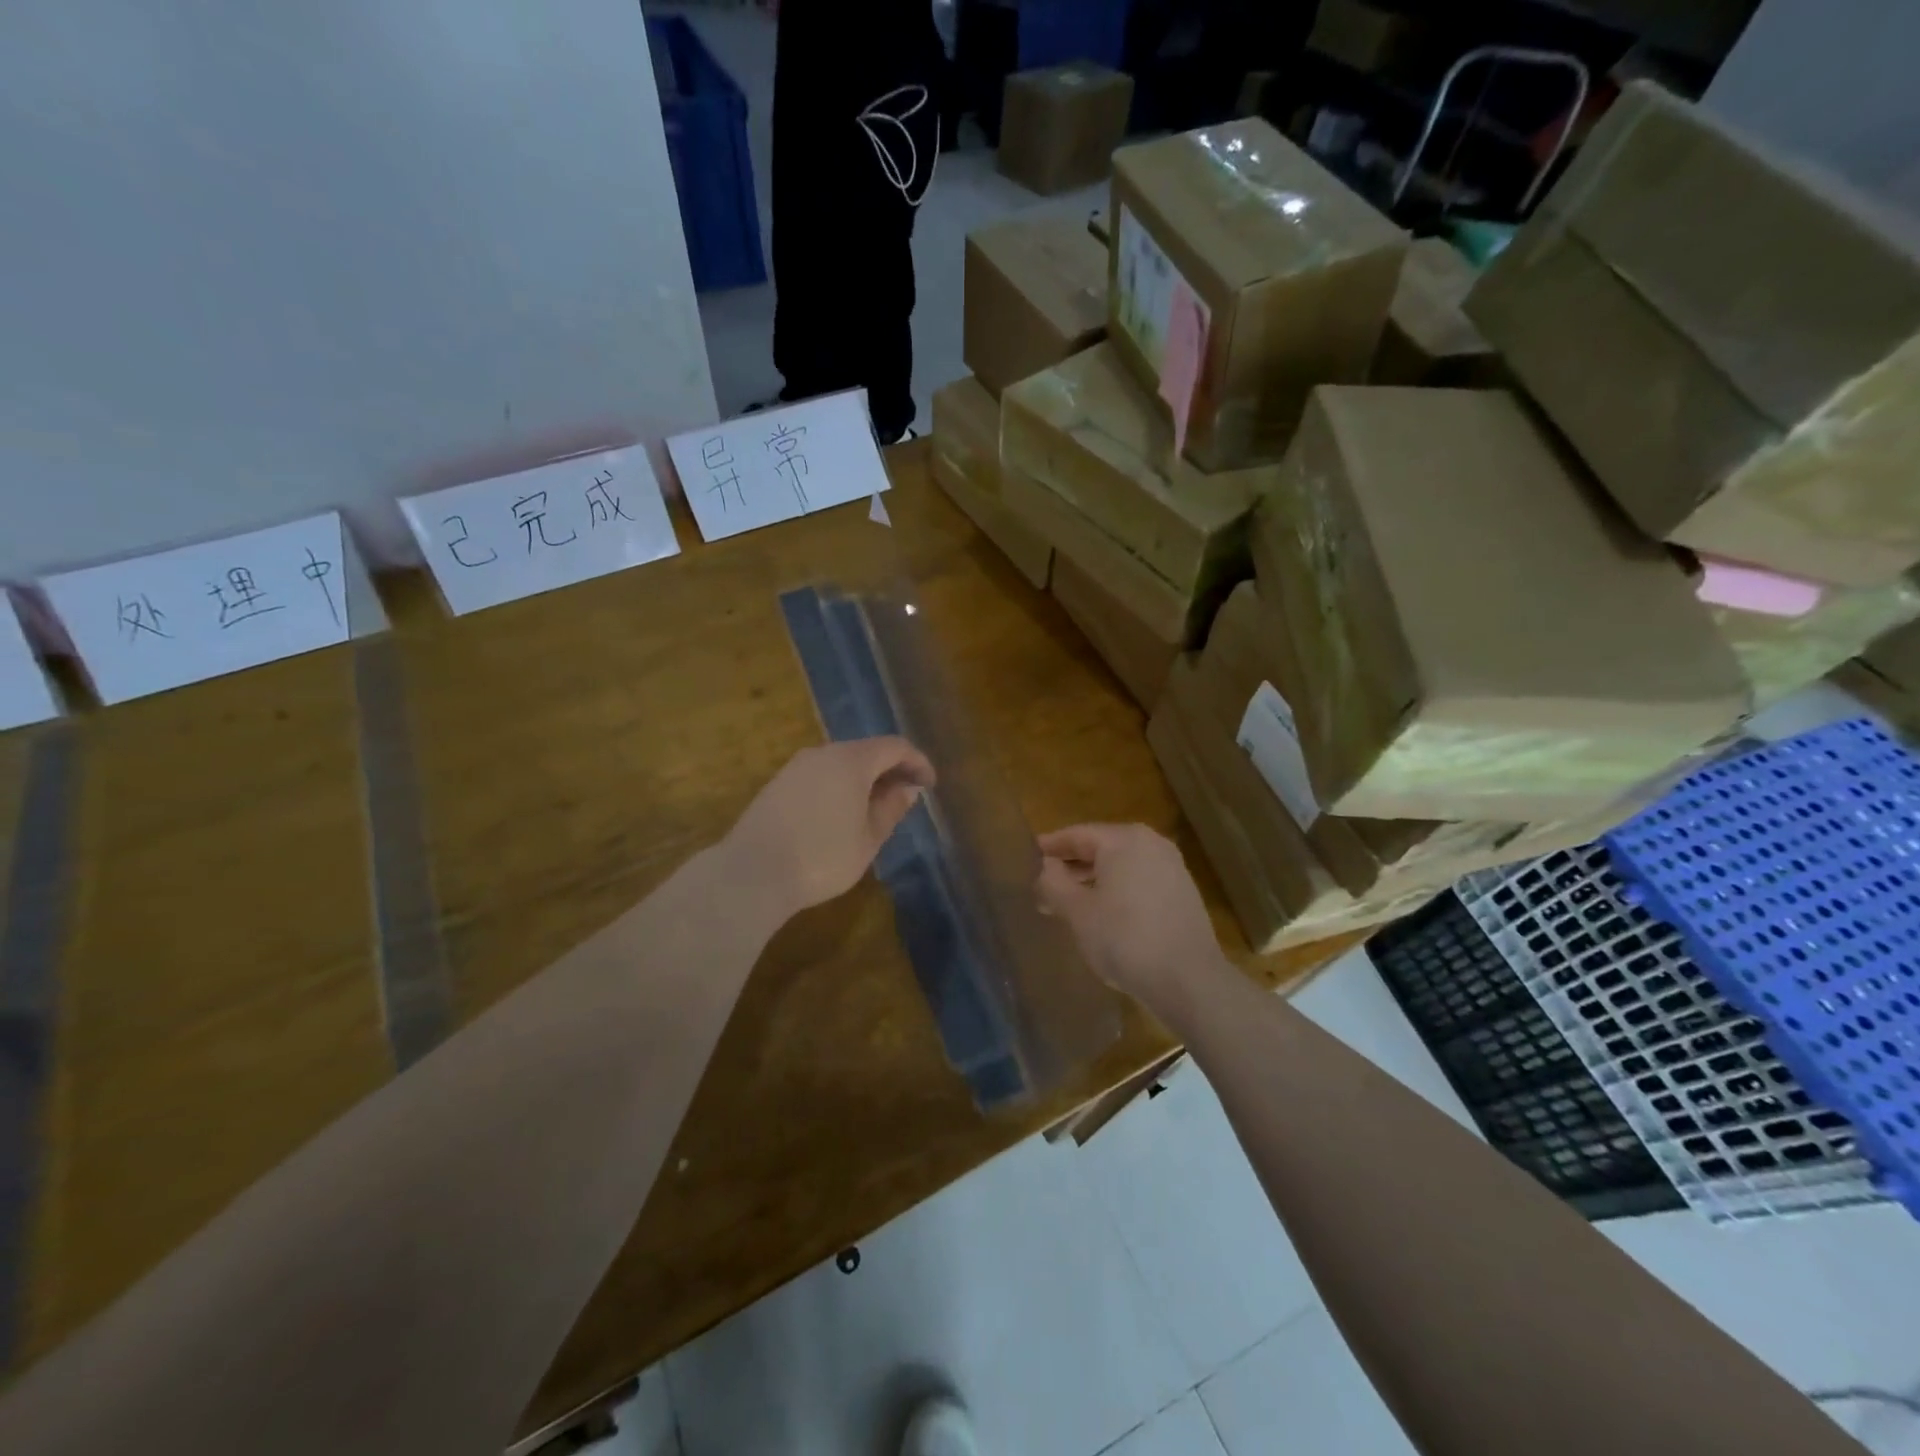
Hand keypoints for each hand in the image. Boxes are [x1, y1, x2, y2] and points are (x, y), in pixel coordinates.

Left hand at [726, 737, 934, 920]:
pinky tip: (841, 815)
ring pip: (841, 763)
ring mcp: (795, 767)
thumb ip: (891, 808)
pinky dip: (840, 786)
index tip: (930, 785)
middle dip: (891, 770)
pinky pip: (820, 775)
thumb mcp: (868, 838)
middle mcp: (822, 753)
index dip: (917, 762)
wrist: (751, 873)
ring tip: (876, 809)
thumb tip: (907, 788)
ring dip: (864, 779)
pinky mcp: (777, 785)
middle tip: (906, 797)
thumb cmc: (822, 856)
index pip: (894, 747)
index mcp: (851, 760)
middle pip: (866, 750)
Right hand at [1037, 824, 1225, 1020]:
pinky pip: (1139, 882)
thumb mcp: (1078, 913)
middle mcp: (1151, 844)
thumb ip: (1054, 883)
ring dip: (1093, 881)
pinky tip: (1102, 915)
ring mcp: (1172, 868)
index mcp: (1124, 840)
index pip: (1077, 834)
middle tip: (1042, 886)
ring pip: (1121, 866)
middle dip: (1071, 867)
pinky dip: (1117, 891)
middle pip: (1101, 848)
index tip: (1027, 856)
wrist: (1189, 981)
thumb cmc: (1125, 939)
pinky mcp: (1183, 893)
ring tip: (1067, 904)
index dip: (1050, 846)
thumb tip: (1044, 866)